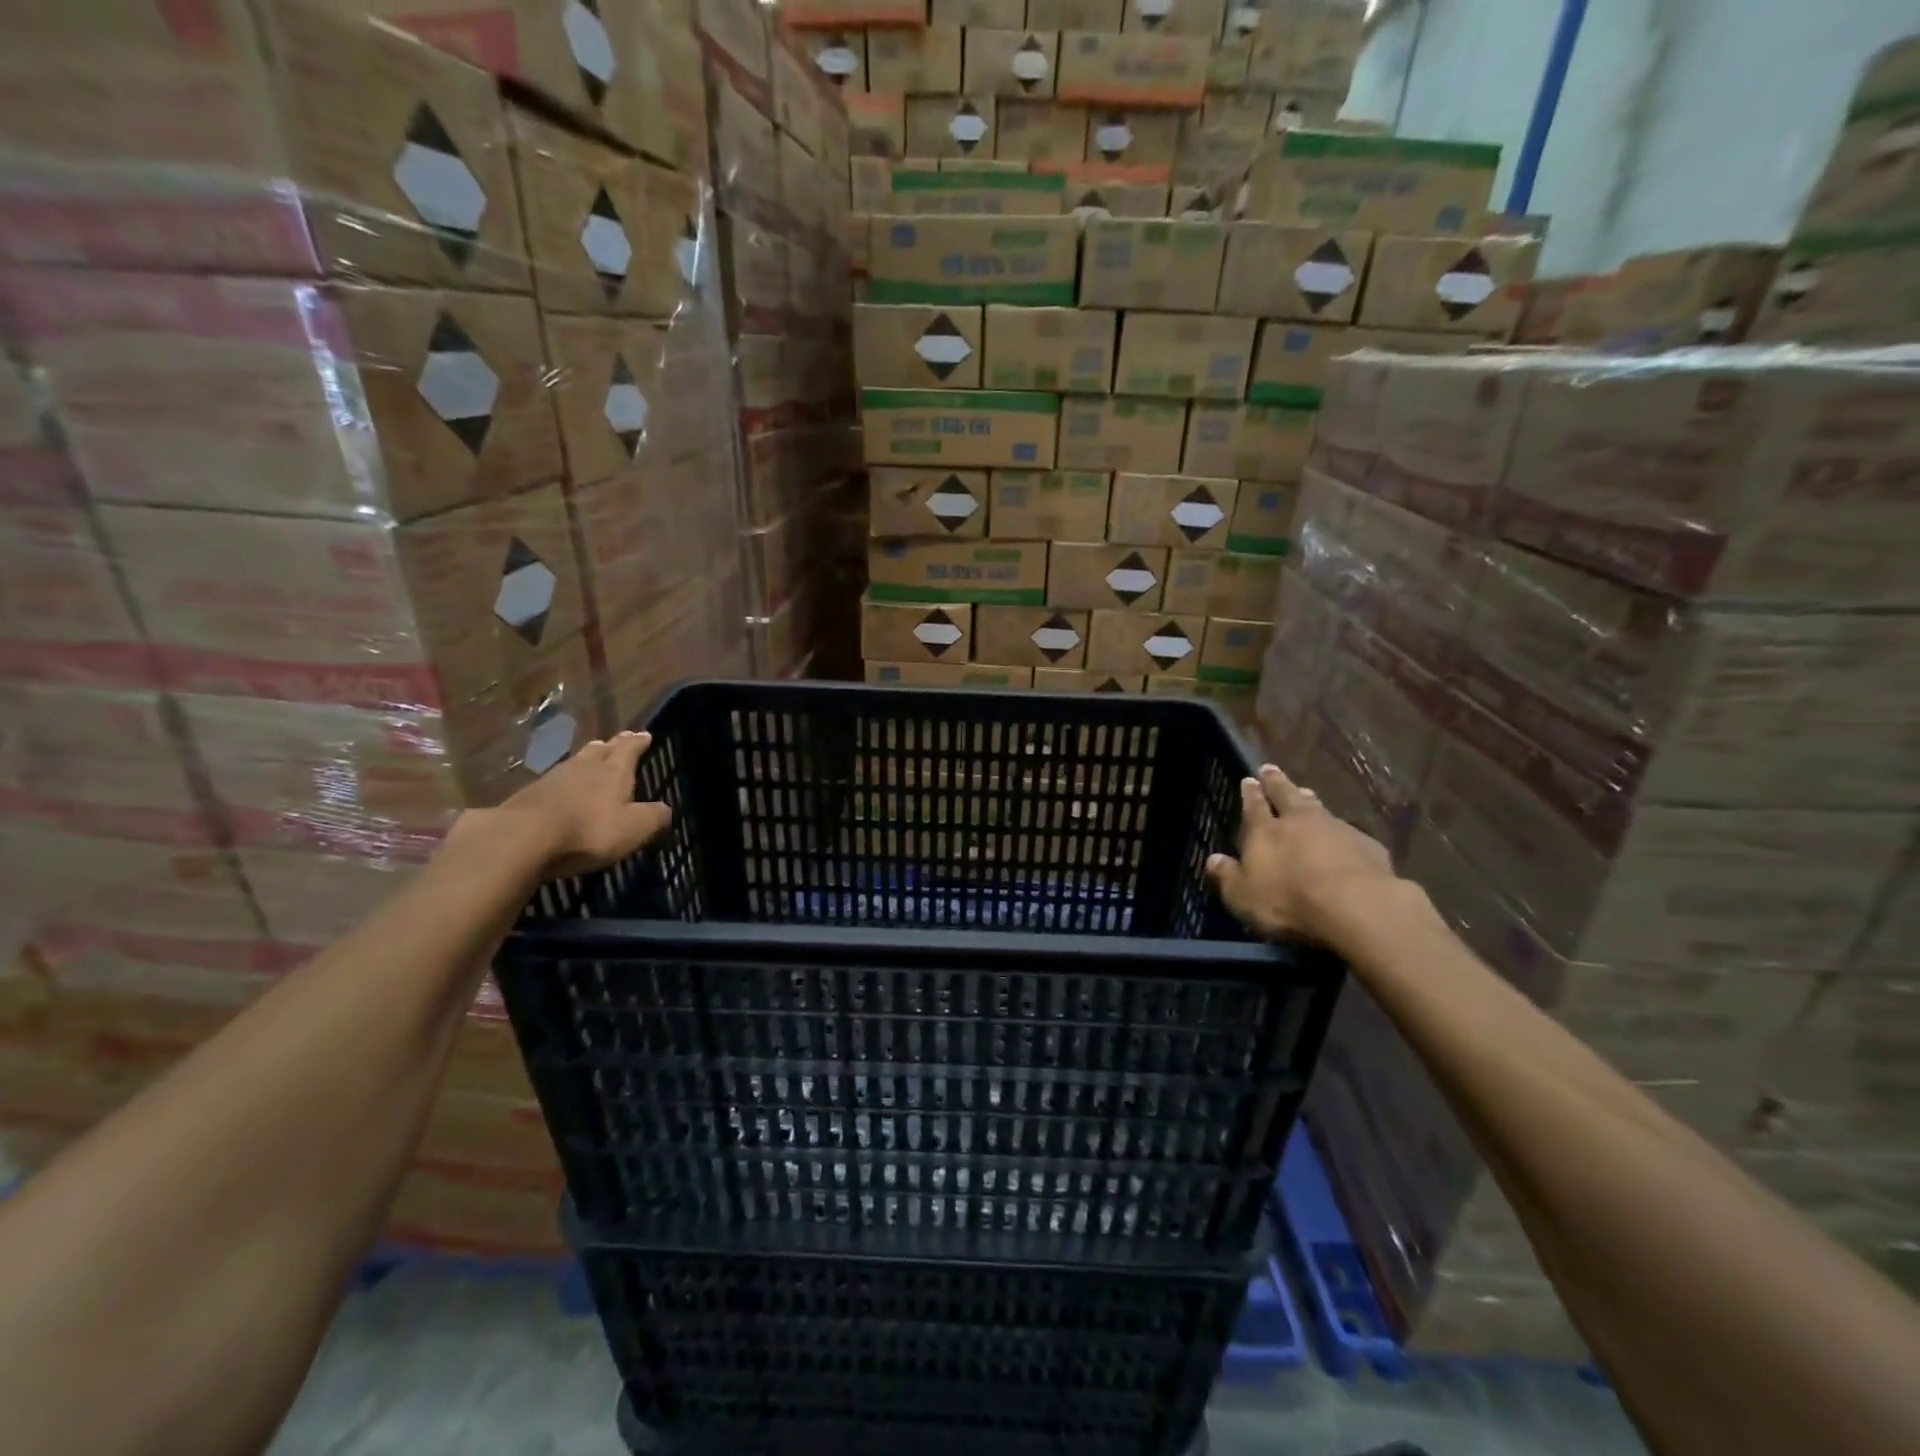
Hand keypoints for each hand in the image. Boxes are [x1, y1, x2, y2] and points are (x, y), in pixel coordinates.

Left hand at [482, 730, 672, 879]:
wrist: (522, 839)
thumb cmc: (588, 830)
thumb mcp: (634, 828)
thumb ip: (654, 817)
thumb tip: (665, 809)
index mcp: (613, 772)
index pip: (629, 749)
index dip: (638, 742)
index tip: (645, 734)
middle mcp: (584, 768)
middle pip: (599, 750)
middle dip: (611, 745)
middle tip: (617, 741)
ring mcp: (552, 780)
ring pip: (575, 762)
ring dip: (586, 759)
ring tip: (592, 756)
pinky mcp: (528, 796)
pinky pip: (553, 782)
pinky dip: (563, 782)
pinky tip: (560, 788)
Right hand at [1207, 763, 1395, 945]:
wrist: (1356, 906)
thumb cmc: (1289, 902)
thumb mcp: (1244, 897)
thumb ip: (1227, 877)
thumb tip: (1212, 860)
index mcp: (1265, 832)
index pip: (1253, 806)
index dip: (1250, 793)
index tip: (1248, 779)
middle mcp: (1298, 821)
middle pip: (1286, 795)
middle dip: (1276, 782)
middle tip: (1270, 768)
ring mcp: (1336, 829)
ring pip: (1318, 808)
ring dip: (1309, 799)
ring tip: (1305, 791)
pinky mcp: (1367, 845)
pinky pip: (1349, 832)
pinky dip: (1341, 830)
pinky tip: (1344, 835)